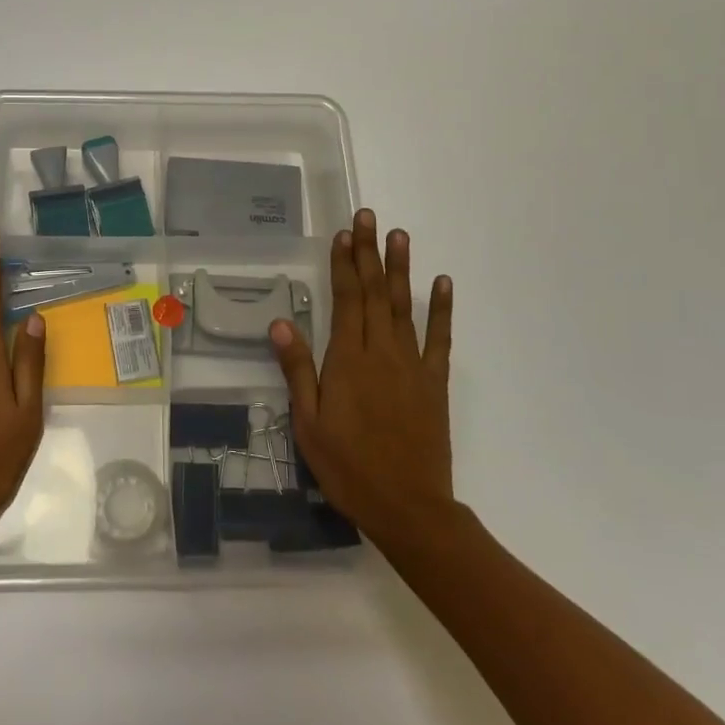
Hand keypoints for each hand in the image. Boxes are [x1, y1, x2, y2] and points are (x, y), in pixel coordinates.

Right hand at [268, 209, 460, 553]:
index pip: (346, 300)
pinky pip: (440, 339)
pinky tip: (443, 284)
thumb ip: (297, 370)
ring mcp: (412, 365)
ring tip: (399, 235)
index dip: (344, 264)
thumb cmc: (349, 467)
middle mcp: (382, 352)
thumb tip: (281, 323)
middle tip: (368, 217)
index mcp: (348, 360)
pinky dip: (442, 310)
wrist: (408, 507)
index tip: (343, 234)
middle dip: (369, 253)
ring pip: (404, 307)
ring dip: (401, 269)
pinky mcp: (435, 383)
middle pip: (375, 293)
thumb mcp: (309, 424)